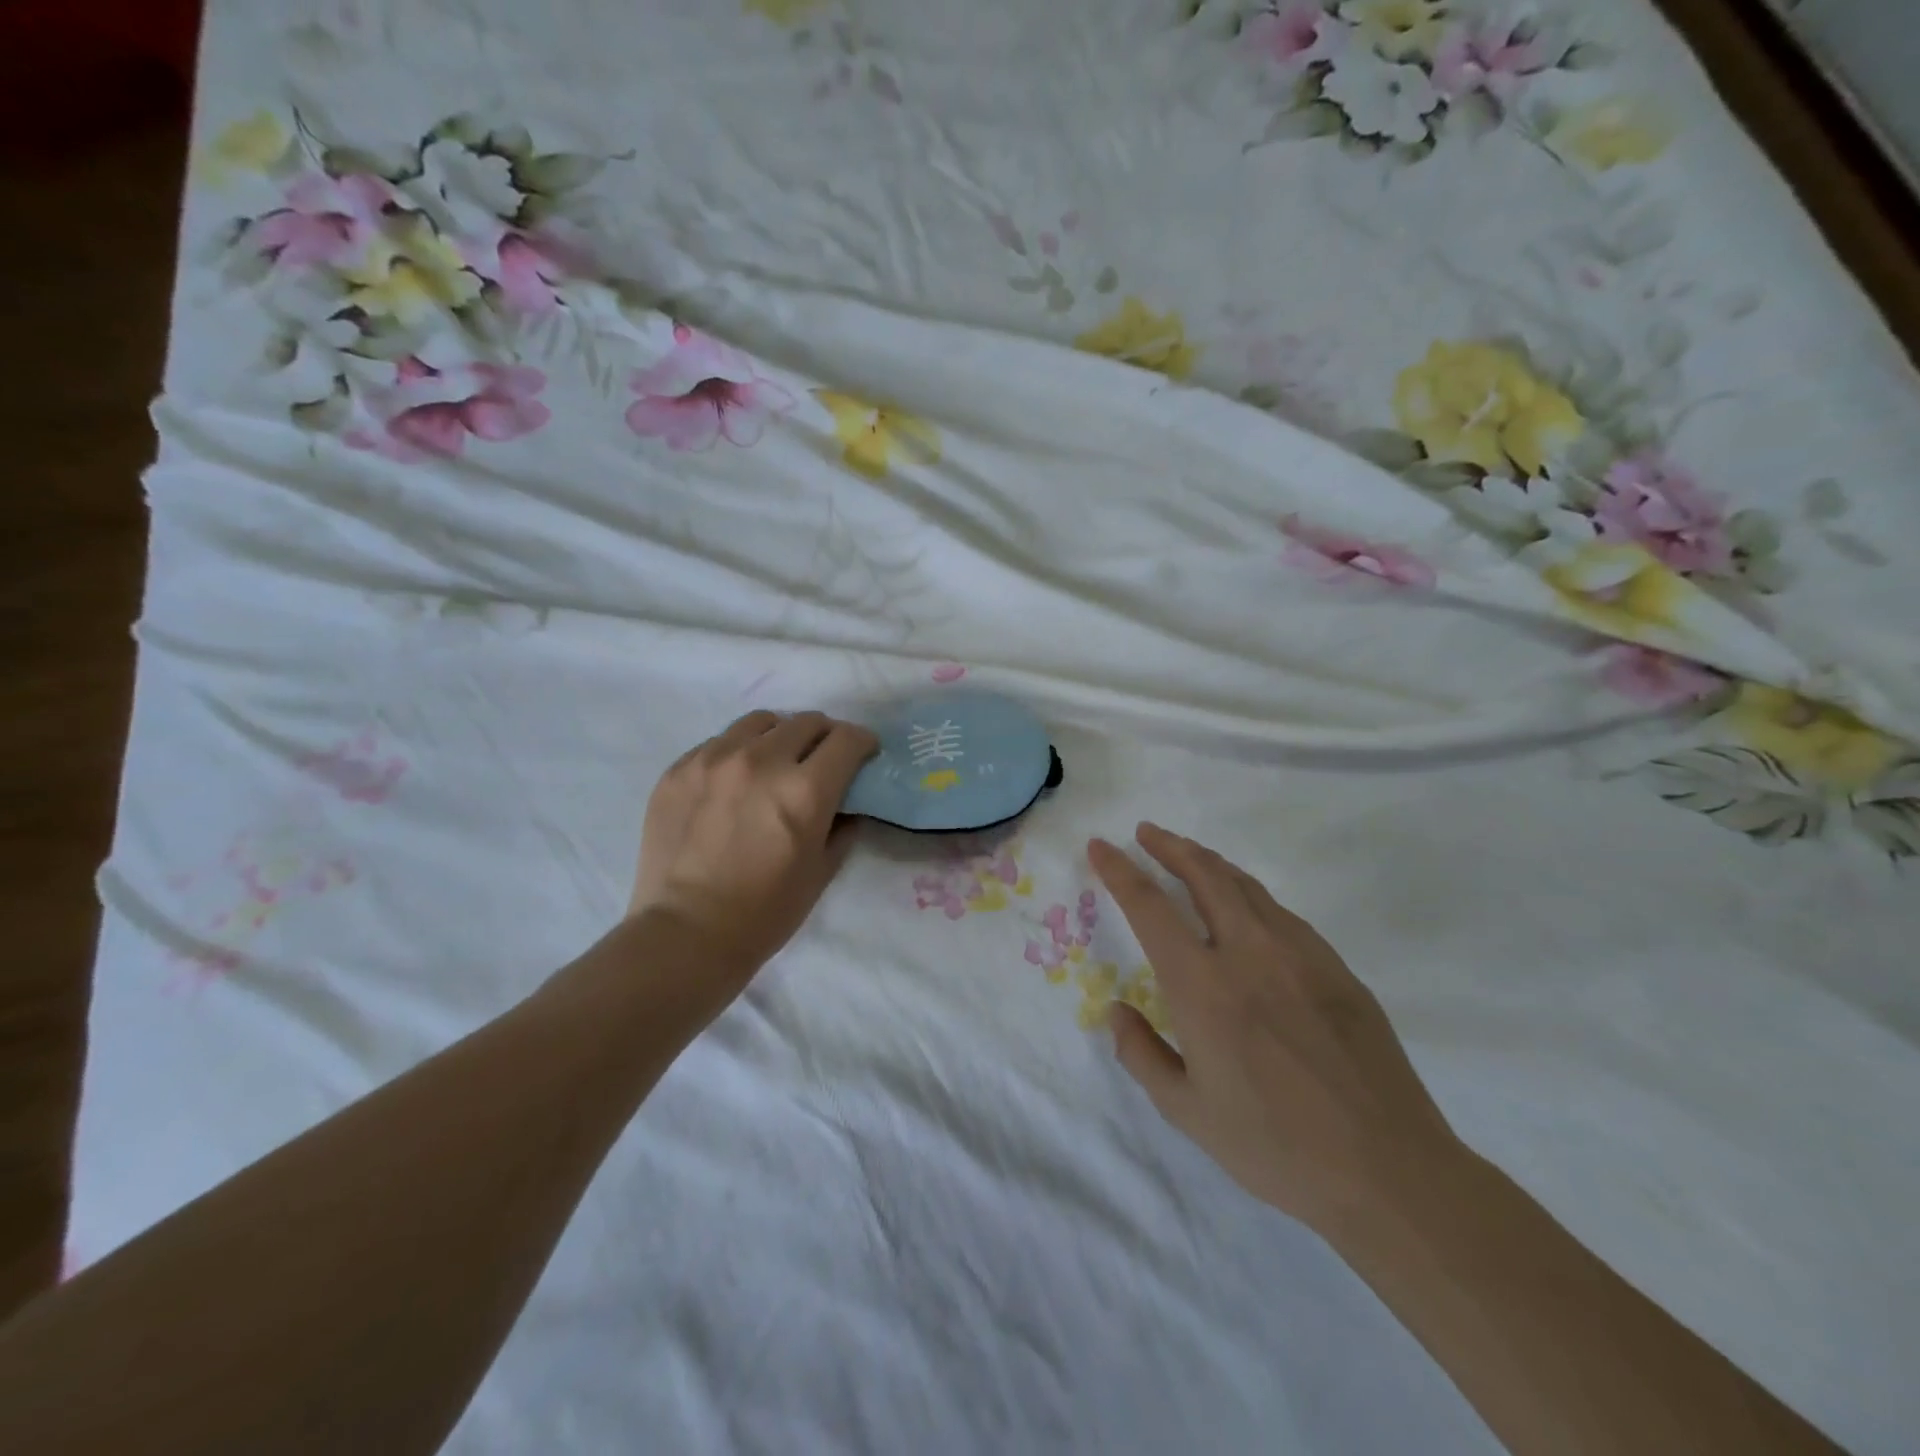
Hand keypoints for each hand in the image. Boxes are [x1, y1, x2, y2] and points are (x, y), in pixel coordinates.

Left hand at [631, 710, 877, 978]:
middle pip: (806, 722)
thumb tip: (848, 803)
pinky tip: (734, 783)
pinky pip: (718, 742)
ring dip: (779, 736)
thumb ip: (843, 825)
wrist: (686, 934)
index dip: (862, 743)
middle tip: (823, 759)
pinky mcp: (678, 769)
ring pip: (760, 722)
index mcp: (804, 790)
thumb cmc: (765, 912)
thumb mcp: (822, 871)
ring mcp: (713, 760)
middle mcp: (760, 762)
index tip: (863, 754)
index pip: (846, 739)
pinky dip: (738, 753)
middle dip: (824, 737)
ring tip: (775, 761)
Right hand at [1088, 824, 1462, 1234]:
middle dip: (1169, 846)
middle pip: (1204, 875)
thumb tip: (1116, 1011)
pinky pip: (1281, 914)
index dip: (1120, 870)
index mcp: (1204, 987)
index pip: (1150, 907)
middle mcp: (1249, 953)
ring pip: (1246, 886)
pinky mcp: (1336, 967)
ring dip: (1210, 862)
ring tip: (1189, 855)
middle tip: (1147, 833)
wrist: (1389, 1171)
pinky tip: (1246, 907)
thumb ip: (1141, 1054)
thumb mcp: (1188, 1112)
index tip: (1101, 846)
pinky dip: (1250, 894)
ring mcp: (1300, 954)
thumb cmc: (1276, 1147)